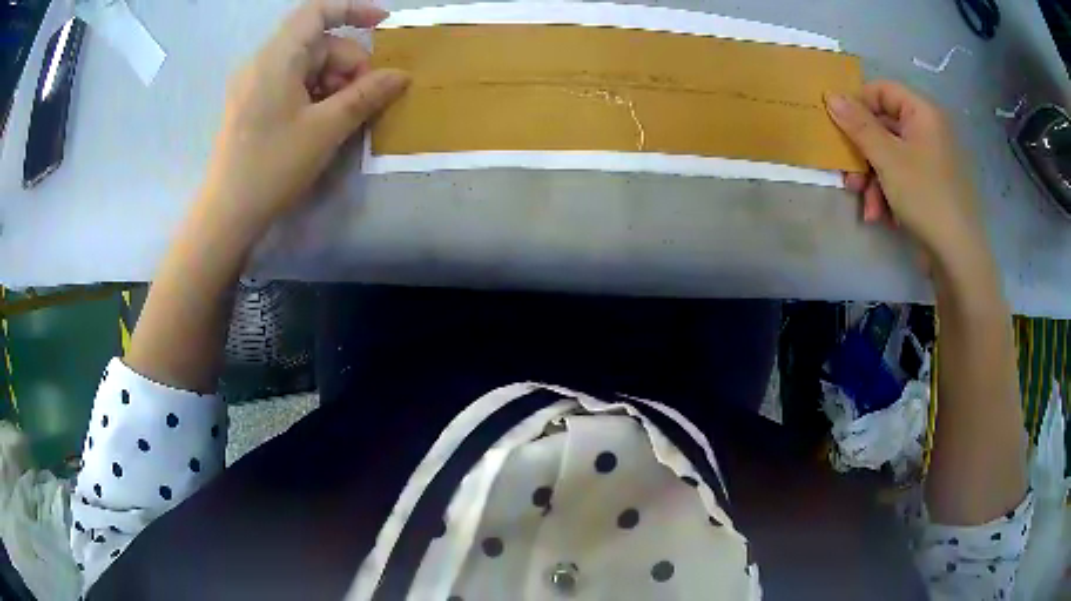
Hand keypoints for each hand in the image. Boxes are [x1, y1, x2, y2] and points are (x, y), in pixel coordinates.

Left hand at [198, 0, 408, 239]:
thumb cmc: (273, 166)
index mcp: (276, 58)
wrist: (226, 214)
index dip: (354, 10)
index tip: (384, 25)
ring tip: (346, 116)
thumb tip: (401, 75)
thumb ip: (366, 96)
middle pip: (317, 43)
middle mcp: (262, 63)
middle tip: (367, 98)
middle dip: (349, 63)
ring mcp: (254, 84)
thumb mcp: (326, 129)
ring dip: (334, 83)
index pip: (317, 12)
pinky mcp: (252, 105)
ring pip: (307, 66)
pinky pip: (291, 84)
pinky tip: (324, 122)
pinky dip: (315, 95)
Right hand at [825, 81, 988, 274]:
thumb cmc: (925, 196)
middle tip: (848, 176)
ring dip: (872, 179)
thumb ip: (858, 125)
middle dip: (863, 154)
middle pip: (884, 127)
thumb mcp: (887, 158)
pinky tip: (881, 216)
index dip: (857, 105)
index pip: (881, 91)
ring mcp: (930, 159)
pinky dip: (887, 193)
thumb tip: (831, 95)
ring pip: (889, 156)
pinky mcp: (930, 185)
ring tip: (867, 205)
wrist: (957, 256)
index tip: (839, 128)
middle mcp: (928, 130)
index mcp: (922, 113)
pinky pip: (901, 176)